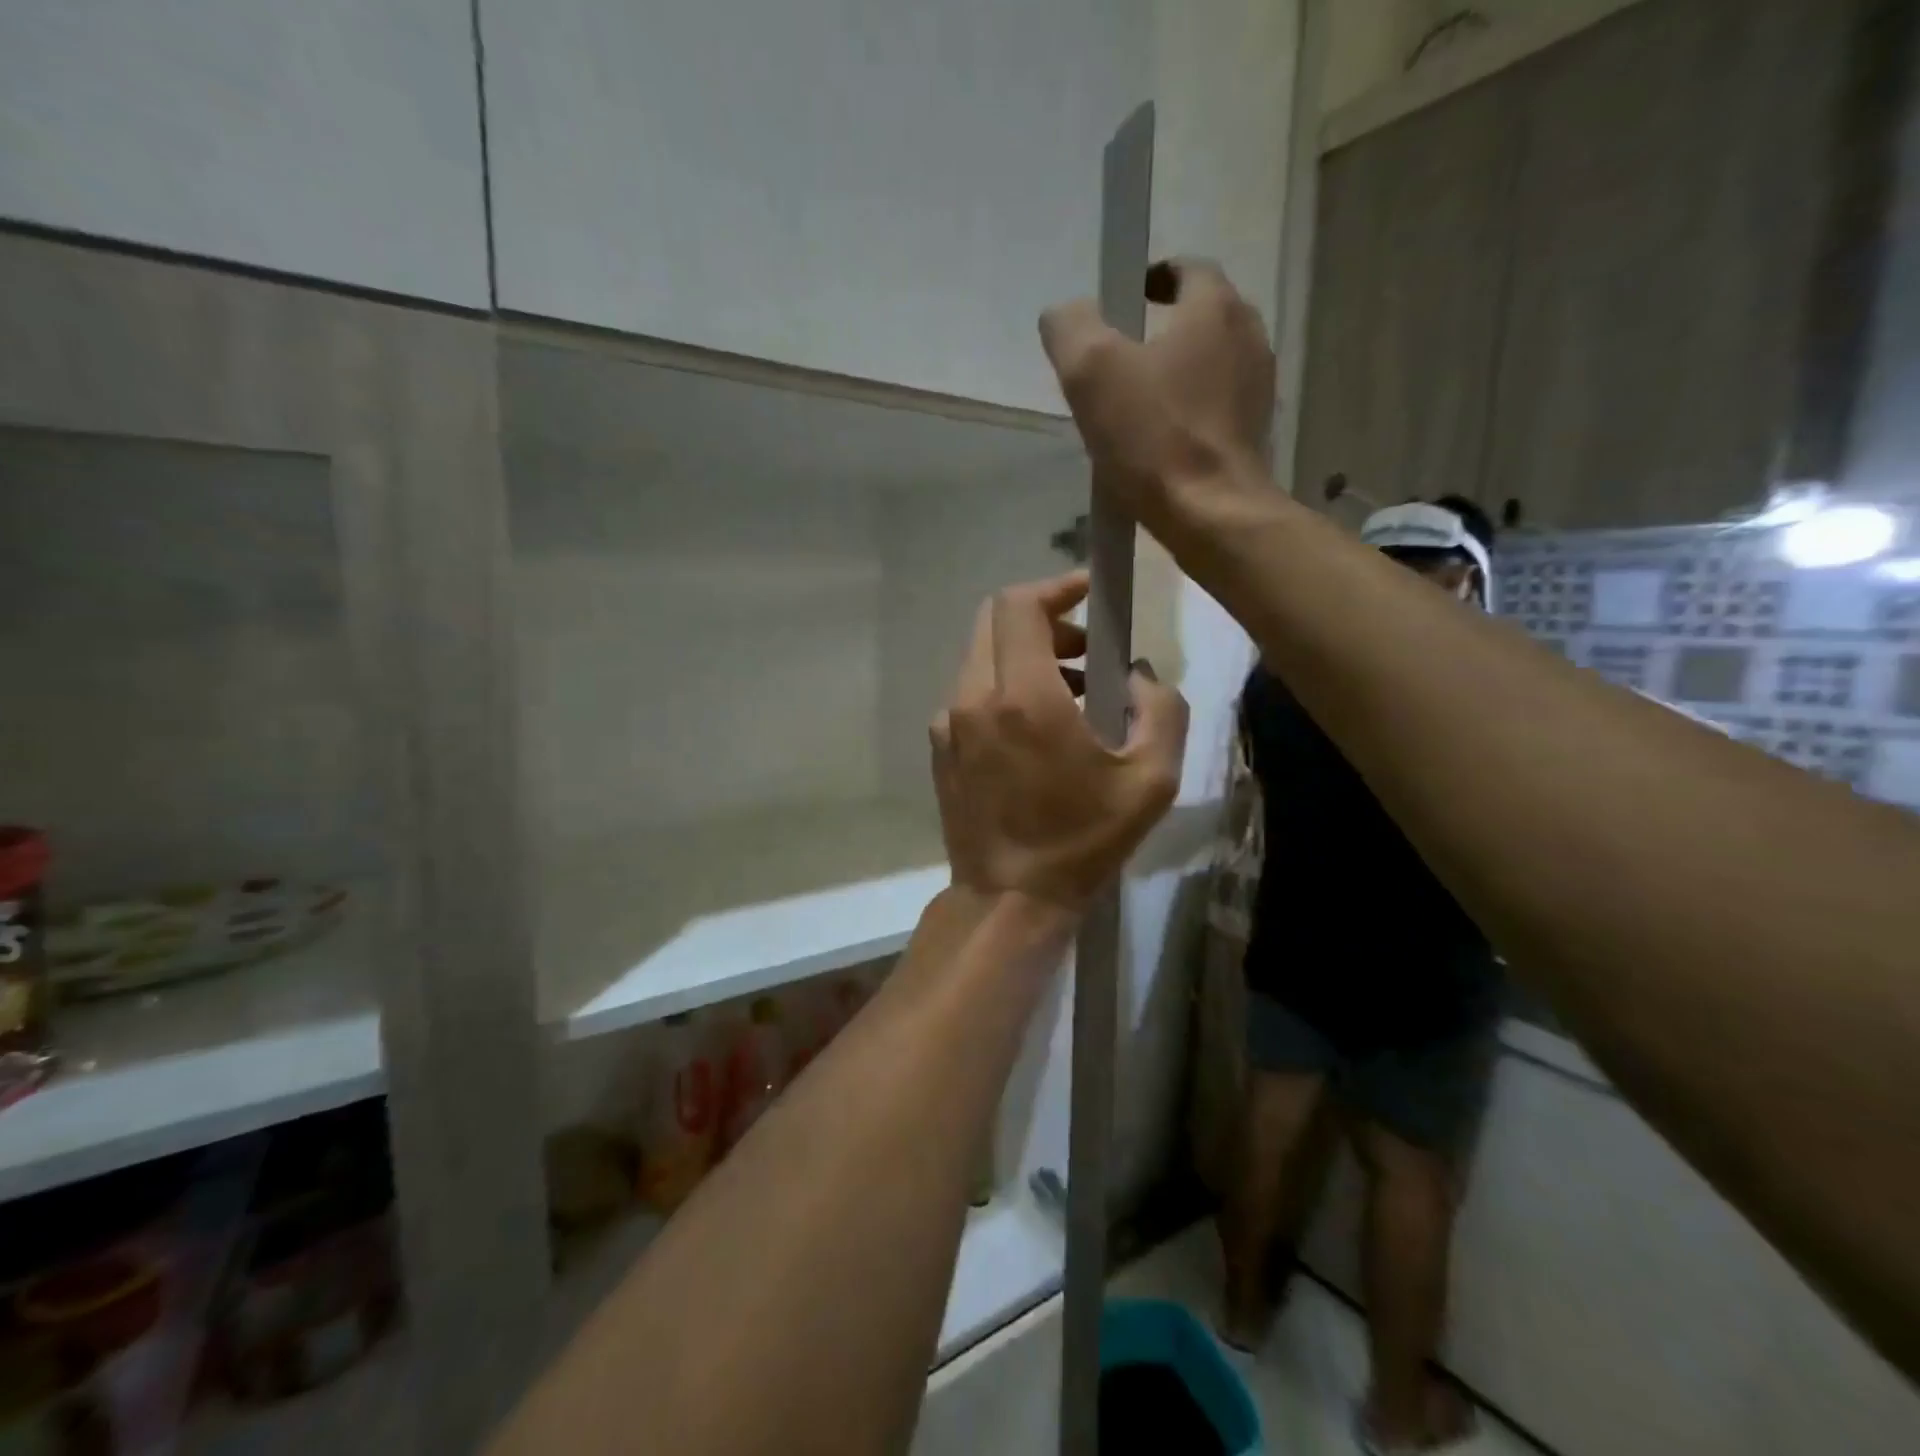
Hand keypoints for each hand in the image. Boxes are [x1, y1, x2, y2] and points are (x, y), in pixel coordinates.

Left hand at [930, 571, 1187, 911]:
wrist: (1008, 899)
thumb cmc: (1083, 842)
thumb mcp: (1151, 781)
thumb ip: (1160, 710)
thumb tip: (1137, 677)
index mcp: (1023, 698)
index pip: (1020, 606)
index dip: (1055, 587)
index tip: (1088, 592)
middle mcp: (973, 698)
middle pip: (995, 622)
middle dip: (1043, 621)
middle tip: (1087, 651)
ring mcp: (947, 724)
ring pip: (981, 657)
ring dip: (1025, 658)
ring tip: (1071, 695)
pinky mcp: (938, 748)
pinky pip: (970, 694)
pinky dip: (1003, 689)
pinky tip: (1034, 731)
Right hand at [1038, 259, 1275, 531]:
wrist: (1212, 515)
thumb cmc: (1154, 438)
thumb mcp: (1091, 372)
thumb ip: (1070, 328)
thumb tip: (1064, 315)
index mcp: (1215, 307)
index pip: (1185, 268)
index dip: (1149, 280)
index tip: (1120, 307)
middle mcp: (1248, 336)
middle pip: (1200, 316)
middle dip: (1160, 330)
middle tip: (1119, 362)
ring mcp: (1258, 388)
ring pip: (1210, 364)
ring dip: (1175, 374)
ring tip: (1136, 407)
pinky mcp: (1255, 433)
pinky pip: (1217, 406)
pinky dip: (1190, 411)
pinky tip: (1160, 443)